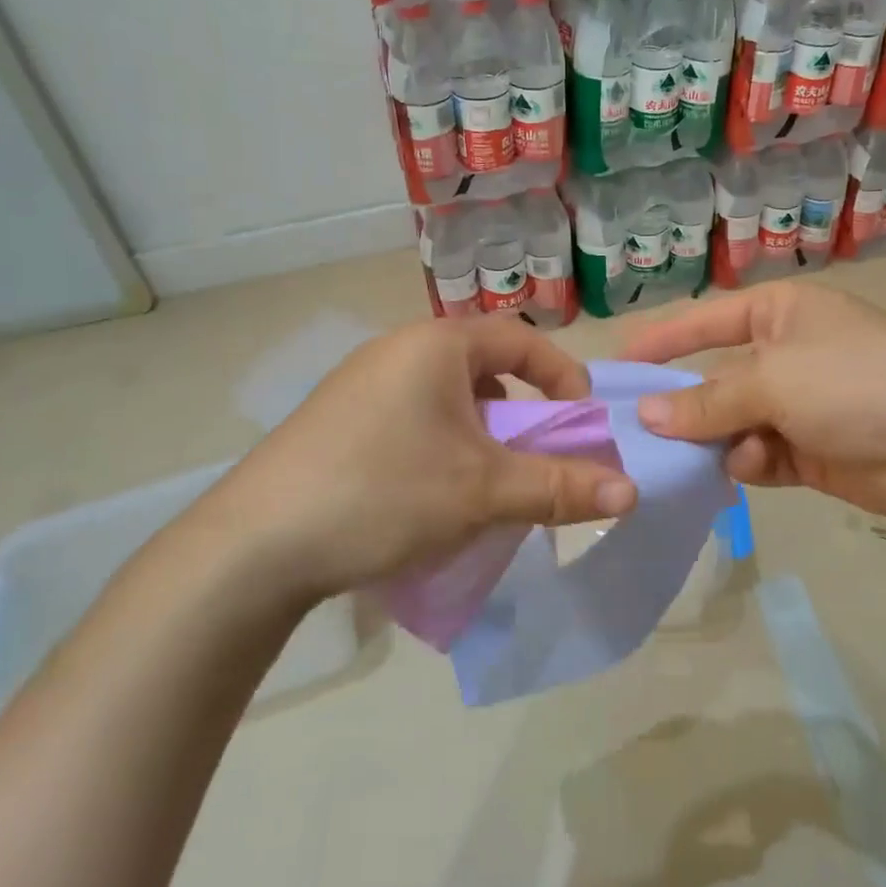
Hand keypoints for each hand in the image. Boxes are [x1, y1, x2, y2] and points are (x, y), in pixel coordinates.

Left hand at [184, 318, 636, 603]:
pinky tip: (434, 496)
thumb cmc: (383, 493)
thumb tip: (632, 492)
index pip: (521, 339)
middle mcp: (396, 351)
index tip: (583, 420)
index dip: (562, 376)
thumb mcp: (483, 490)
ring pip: (447, 399)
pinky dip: (442, 447)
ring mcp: (360, 385)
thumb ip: (559, 487)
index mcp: (435, 345)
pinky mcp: (337, 422)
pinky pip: (412, 420)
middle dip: (521, 414)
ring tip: (488, 484)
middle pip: (484, 370)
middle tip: (537, 459)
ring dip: (481, 436)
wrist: (252, 547)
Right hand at [622, 283, 885, 529]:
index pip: (705, 321)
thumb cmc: (855, 381)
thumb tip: (646, 414)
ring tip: (704, 456)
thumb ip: (707, 400)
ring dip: (717, 439)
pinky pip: (758, 455)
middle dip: (683, 405)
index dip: (661, 340)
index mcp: (779, 313)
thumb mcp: (773, 380)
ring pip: (732, 423)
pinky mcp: (810, 452)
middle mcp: (785, 354)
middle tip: (636, 433)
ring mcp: (799, 406)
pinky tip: (750, 467)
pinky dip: (748, 463)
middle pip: (715, 379)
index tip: (615, 364)